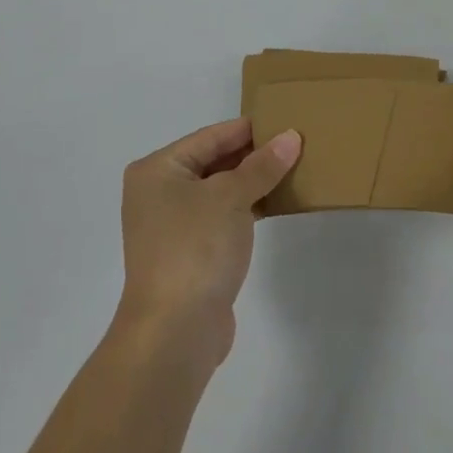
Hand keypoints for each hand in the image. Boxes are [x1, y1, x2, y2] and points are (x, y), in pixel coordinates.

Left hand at [117, 118, 300, 371]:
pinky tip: (276, 203)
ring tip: (293, 169)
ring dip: (252, 182)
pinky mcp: (188, 252)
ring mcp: (172, 225)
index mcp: (157, 169)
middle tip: (295, 144)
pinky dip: (246, 207)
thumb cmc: (195, 248)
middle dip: (252, 155)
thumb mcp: (231, 197)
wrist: (174, 332)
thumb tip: (291, 137)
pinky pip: (221, 216)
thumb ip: (262, 165)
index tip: (285, 120)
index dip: (249, 129)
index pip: (210, 136)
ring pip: (219, 190)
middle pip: (213, 161)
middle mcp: (158, 192)